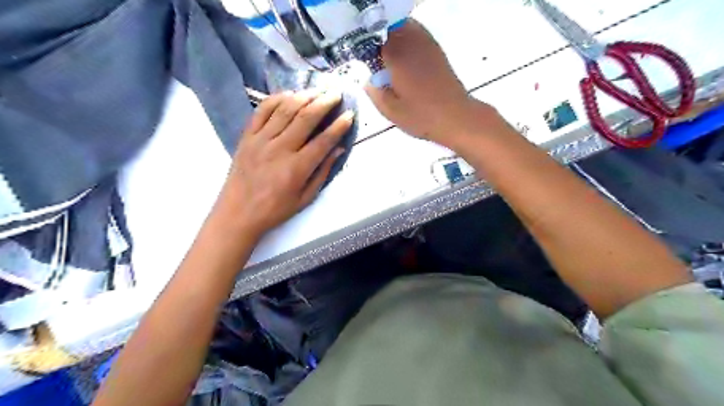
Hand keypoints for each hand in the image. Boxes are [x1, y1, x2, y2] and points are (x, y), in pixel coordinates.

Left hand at [212, 89, 352, 237]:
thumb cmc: (275, 209)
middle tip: (336, 93)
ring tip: (316, 90)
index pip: (323, 141)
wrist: (238, 213)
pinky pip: (261, 111)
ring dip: (303, 96)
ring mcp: (260, 140)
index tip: (349, 114)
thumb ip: (322, 172)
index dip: (339, 126)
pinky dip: (276, 99)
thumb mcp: (305, 198)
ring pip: (285, 110)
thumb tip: (338, 149)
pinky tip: (288, 95)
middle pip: (305, 118)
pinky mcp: (246, 136)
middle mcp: (280, 149)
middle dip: (324, 103)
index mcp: (297, 168)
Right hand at [368, 19, 504, 148]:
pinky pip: (418, 34)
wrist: (455, 117)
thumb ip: (374, 93)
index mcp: (396, 56)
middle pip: (389, 28)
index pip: (373, 40)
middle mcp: (411, 43)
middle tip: (376, 60)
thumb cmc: (421, 116)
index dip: (366, 50)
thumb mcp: (391, 111)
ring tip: (390, 58)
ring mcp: (426, 45)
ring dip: (394, 36)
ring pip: (405, 27)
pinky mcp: (437, 51)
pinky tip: (406, 58)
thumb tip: (369, 81)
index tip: (365, 63)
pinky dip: (409, 39)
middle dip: (379, 40)